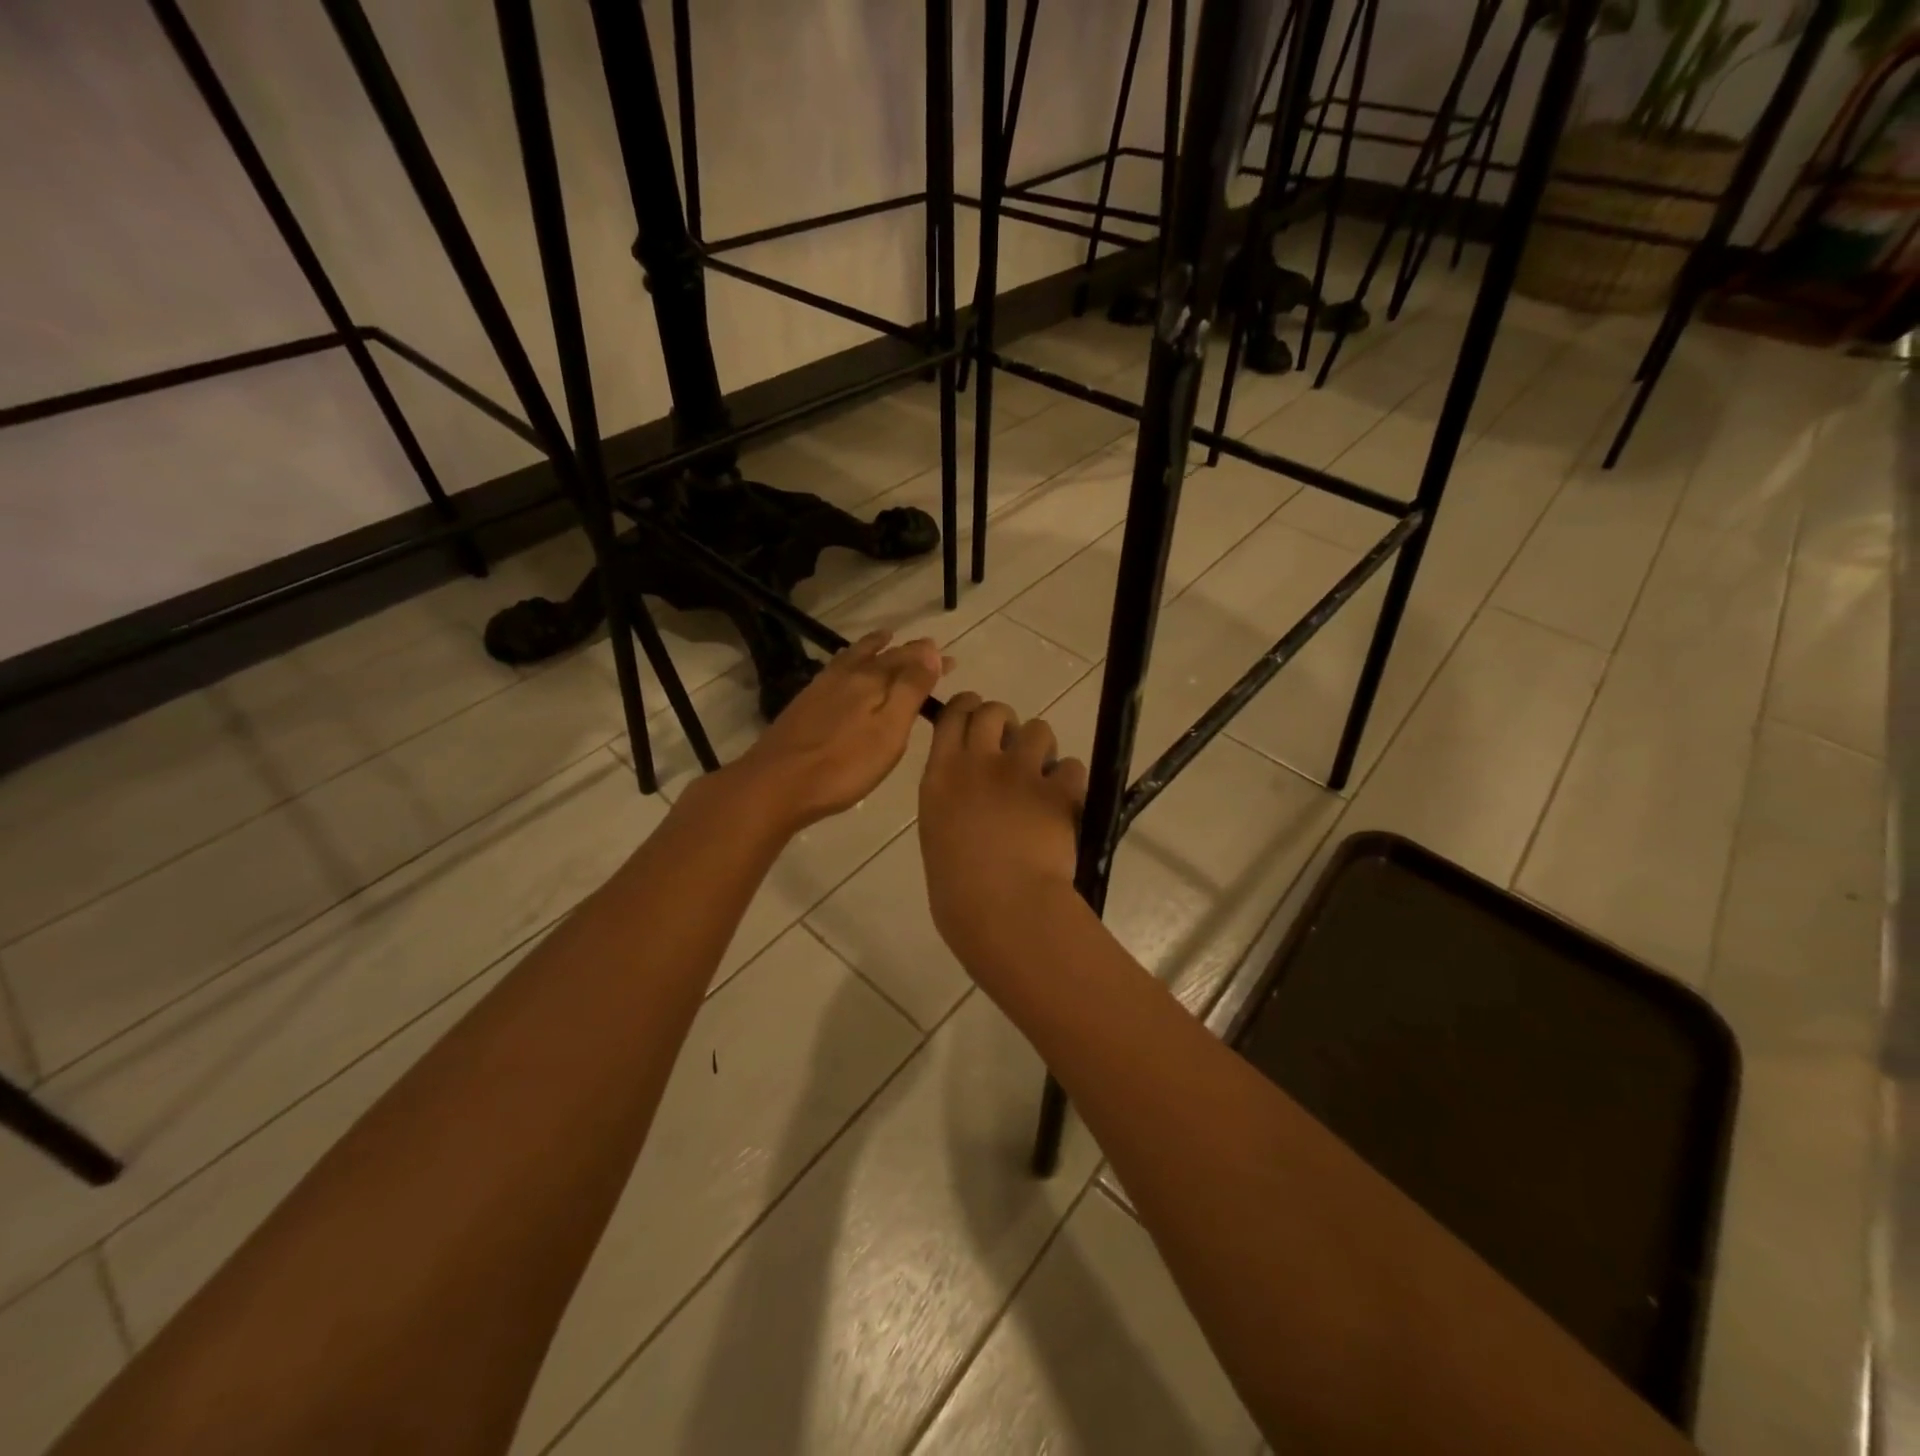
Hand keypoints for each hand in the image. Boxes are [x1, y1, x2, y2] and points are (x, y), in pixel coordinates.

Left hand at [732, 630, 944, 830]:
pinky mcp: (803, 705)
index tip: (949, 659)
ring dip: (873, 648)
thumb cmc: (843, 766)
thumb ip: (910, 690)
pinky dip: (849, 662)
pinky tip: (844, 670)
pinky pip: (835, 670)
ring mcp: (820, 689)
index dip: (929, 658)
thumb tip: (930, 650)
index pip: (907, 660)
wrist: (776, 784)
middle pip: (881, 656)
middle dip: (907, 652)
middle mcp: (846, 676)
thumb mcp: (889, 731)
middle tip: (927, 648)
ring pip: (853, 658)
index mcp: (871, 681)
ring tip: (884, 639)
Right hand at [918, 694, 1088, 969]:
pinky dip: (1069, 782)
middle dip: (1005, 722)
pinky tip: (1064, 804)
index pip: (953, 716)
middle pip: (994, 711)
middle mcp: (979, 762)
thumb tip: (972, 792)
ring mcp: (1020, 773)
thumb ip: (953, 800)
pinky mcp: (1057, 790)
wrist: (1003, 909)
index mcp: (941, 775)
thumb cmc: (958, 889)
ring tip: (1041, 778)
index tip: (975, 711)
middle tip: (1011, 749)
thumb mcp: (939, 833)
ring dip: (1041, 748)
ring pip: (1038, 730)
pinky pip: (1071, 766)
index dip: (967, 707)